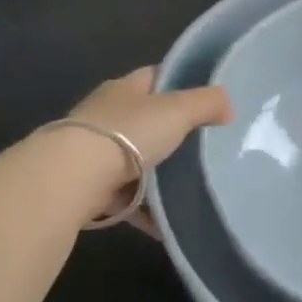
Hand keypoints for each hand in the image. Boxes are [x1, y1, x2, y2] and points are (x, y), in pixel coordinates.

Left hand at [61, 68, 231, 234]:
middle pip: (146, 120)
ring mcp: (96, 153)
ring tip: (192, 188)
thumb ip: (206, 103)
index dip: (180, 82)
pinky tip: (168, 224)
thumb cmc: (127, 133)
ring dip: (159, 175)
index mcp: (124, 89)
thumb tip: (228, 105)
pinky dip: (147, 210)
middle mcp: (107, 116)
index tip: (207, 97)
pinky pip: (128, 199)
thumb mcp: (176, 111)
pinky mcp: (92, 188)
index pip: (155, 77)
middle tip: (207, 146)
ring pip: (136, 161)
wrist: (74, 178)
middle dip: (172, 133)